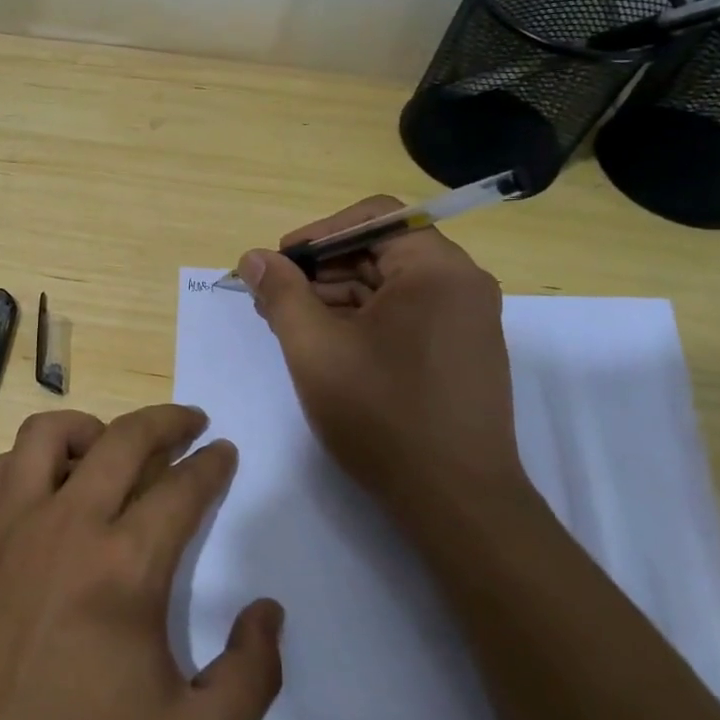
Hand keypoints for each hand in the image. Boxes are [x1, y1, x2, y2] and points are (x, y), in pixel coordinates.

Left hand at [0, 406, 283, 719]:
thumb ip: (252, 676)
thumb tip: (267, 610)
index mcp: (125, 567)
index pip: (182, 488)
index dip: (212, 464)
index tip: (224, 452)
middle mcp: (66, 526)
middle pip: (124, 439)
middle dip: (167, 421)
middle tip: (191, 421)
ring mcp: (8, 528)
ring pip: (48, 434)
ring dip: (90, 428)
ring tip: (110, 445)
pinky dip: (25, 464)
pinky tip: (40, 487)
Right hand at [236, 198, 531, 517]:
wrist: (455, 502)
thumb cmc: (382, 414)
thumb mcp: (315, 348)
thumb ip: (281, 293)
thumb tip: (254, 257)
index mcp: (436, 269)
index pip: (372, 217)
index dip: (317, 234)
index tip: (279, 264)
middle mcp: (461, 284)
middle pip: (379, 250)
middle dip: (320, 269)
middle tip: (272, 298)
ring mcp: (465, 320)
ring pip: (388, 286)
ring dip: (335, 296)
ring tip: (289, 325)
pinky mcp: (460, 352)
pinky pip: (403, 315)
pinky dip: (361, 321)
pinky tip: (324, 346)